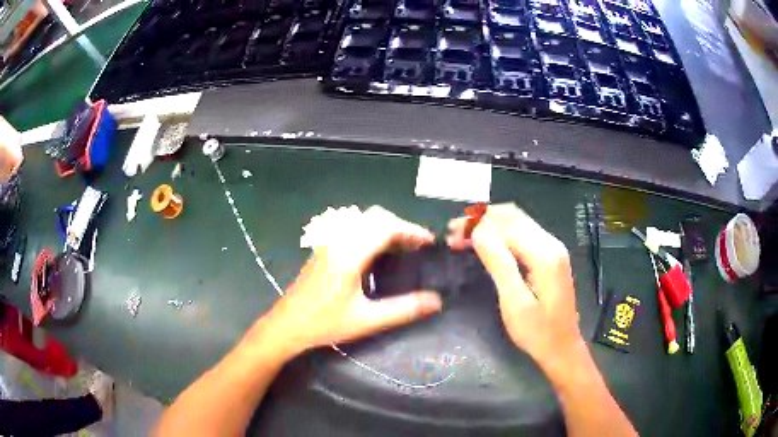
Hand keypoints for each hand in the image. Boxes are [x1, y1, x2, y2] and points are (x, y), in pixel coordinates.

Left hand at [256, 206, 442, 358]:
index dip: (410, 230)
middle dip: (399, 226)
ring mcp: (328, 243)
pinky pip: (351, 229)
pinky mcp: (323, 249)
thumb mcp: (367, 320)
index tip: (429, 241)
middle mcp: (338, 241)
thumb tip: (435, 301)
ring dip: (384, 228)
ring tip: (402, 248)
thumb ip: (403, 309)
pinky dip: (370, 232)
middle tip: (417, 245)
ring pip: (361, 221)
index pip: (385, 228)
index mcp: (349, 254)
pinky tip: (377, 253)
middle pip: (374, 217)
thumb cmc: (325, 323)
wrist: (287, 325)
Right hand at [447, 203, 583, 372]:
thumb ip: (499, 264)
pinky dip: (501, 233)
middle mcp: (551, 244)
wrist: (562, 347)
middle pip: (513, 216)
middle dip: (481, 220)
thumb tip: (478, 233)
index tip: (451, 234)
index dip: (476, 225)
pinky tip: (485, 241)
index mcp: (545, 255)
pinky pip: (523, 233)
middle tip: (454, 232)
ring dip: (490, 224)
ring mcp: (553, 248)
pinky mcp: (550, 256)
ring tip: (464, 235)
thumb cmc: (537, 332)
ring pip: (517, 221)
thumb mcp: (515, 303)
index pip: (506, 225)